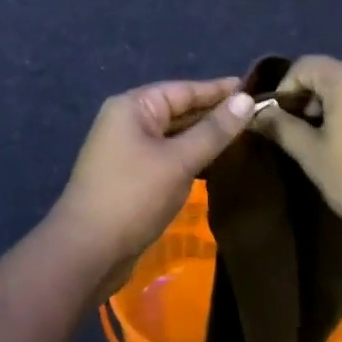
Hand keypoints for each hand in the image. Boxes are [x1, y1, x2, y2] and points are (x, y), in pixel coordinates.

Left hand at [51, 78, 255, 289]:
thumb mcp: (179, 161)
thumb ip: (214, 131)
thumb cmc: (133, 196)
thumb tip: (247, 100)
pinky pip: (167, 156)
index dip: (219, 90)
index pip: (184, 90)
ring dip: (203, 137)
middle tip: (255, 115)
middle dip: (213, 113)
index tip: (253, 88)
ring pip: (174, 135)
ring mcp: (126, 150)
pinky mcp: (130, 176)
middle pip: (178, 110)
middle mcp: (127, 121)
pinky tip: (215, 163)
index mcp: (133, 107)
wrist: (86, 252)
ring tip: (243, 136)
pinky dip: (190, 157)